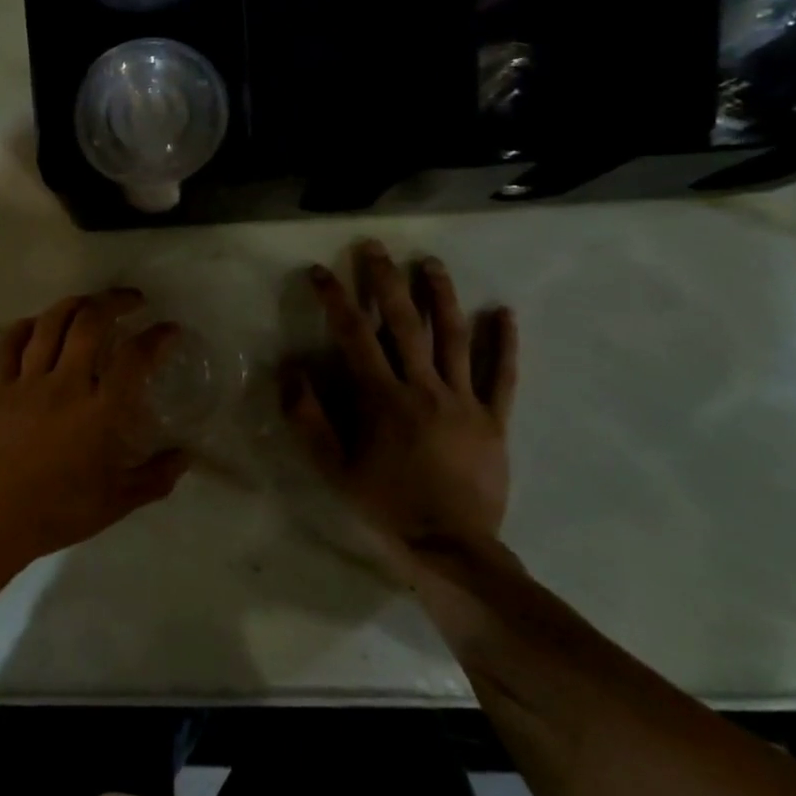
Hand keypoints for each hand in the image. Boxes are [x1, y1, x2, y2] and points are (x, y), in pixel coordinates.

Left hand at [0, 288, 190, 575]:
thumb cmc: (60, 512)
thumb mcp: (118, 502)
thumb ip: (156, 477)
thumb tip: (186, 456)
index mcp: (100, 412)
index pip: (134, 359)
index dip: (157, 337)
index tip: (169, 329)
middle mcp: (66, 386)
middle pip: (90, 323)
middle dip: (115, 301)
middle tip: (132, 299)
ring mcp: (28, 383)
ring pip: (50, 324)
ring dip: (75, 303)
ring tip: (91, 302)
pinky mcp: (0, 388)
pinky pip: (10, 344)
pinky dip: (27, 325)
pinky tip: (40, 323)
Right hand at [282, 242, 518, 558]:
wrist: (451, 547)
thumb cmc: (385, 505)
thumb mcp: (332, 468)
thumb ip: (308, 419)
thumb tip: (290, 371)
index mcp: (382, 398)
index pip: (354, 334)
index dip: (335, 299)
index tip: (320, 272)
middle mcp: (424, 387)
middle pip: (405, 322)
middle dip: (386, 280)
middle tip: (375, 247)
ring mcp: (464, 401)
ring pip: (455, 337)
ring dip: (442, 296)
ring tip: (430, 263)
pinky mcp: (494, 420)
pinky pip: (502, 376)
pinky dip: (506, 343)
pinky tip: (506, 313)